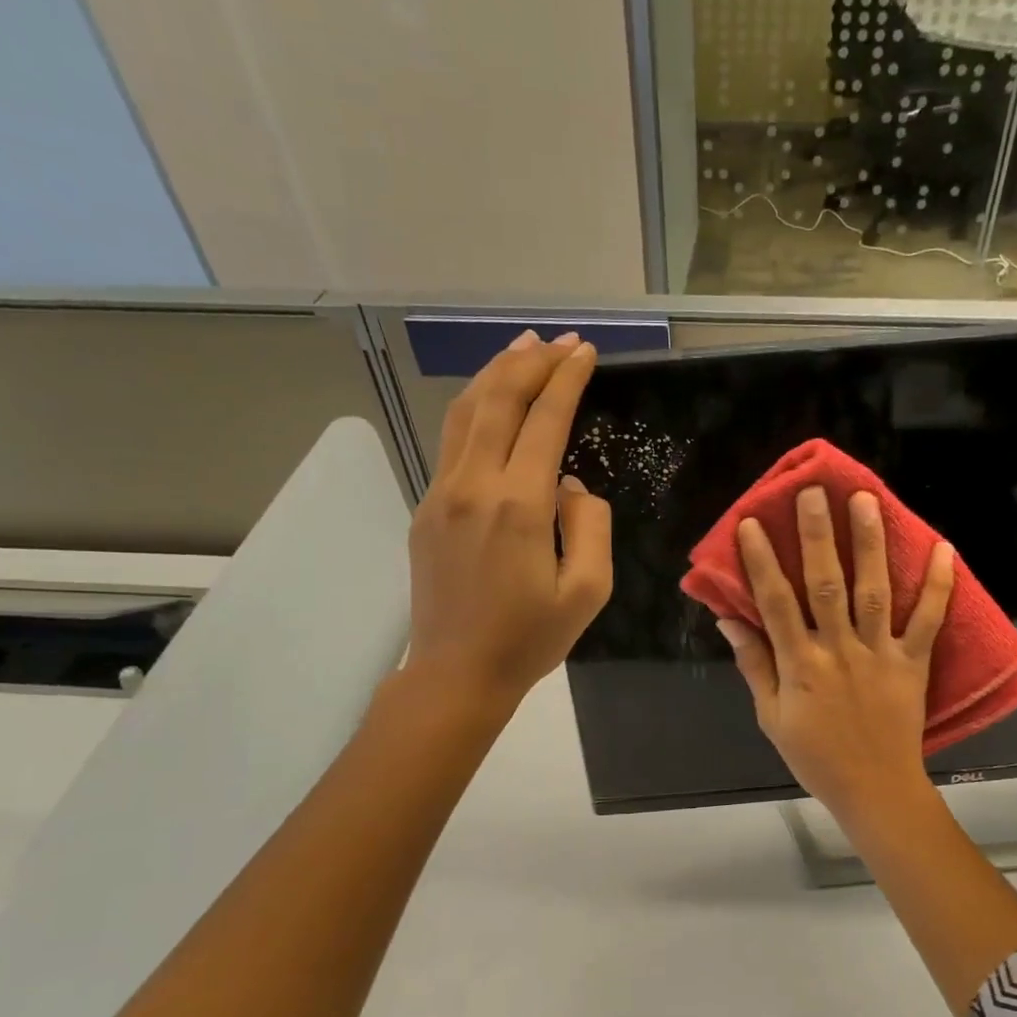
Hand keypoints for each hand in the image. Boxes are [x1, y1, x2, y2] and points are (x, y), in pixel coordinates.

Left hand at [404, 330, 612, 705]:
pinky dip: (475, 407)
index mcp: (517, 506)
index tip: (585, 352)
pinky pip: (451, 442)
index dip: (566, 379)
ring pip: (465, 412)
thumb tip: (567, 485)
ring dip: (495, 373)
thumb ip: (590, 525)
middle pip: (497, 400)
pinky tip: (490, 401)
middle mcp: (473, 486)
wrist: (455, 674)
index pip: (544, 420)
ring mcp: (441, 494)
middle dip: (531, 362)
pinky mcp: (425, 509)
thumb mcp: (589, 591)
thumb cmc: (529, 639)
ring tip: (522, 347)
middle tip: (559, 341)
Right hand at [717, 487, 953, 827]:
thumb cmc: (816, 756)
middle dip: (819, 535)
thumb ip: (753, 665)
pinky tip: (943, 548)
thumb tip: (728, 619)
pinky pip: (929, 620)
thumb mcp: (771, 717)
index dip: (762, 562)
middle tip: (815, 492)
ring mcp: (881, 654)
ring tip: (867, 500)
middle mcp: (840, 650)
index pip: (776, 603)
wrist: (876, 790)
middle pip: (826, 584)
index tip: (752, 523)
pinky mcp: (914, 663)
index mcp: (800, 664)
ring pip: (874, 591)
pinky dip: (938, 585)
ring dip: (870, 543)